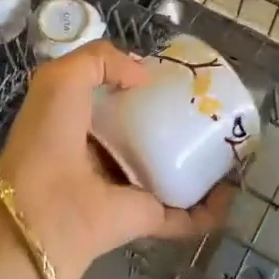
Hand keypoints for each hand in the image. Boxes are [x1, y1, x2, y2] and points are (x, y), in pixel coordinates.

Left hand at [0, 42, 232, 278]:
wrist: (46, 209)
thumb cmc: (50, 136)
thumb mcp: (61, 78)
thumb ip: (99, 60)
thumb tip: (143, 75)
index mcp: (80, 123)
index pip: (117, 100)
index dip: (141, 84)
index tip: (173, 74)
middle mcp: (104, 155)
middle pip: (147, 134)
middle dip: (175, 119)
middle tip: (209, 103)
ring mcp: (127, 189)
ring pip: (170, 172)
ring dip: (198, 162)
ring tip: (229, 142)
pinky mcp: (147, 219)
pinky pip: (186, 214)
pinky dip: (211, 208)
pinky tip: (232, 191)